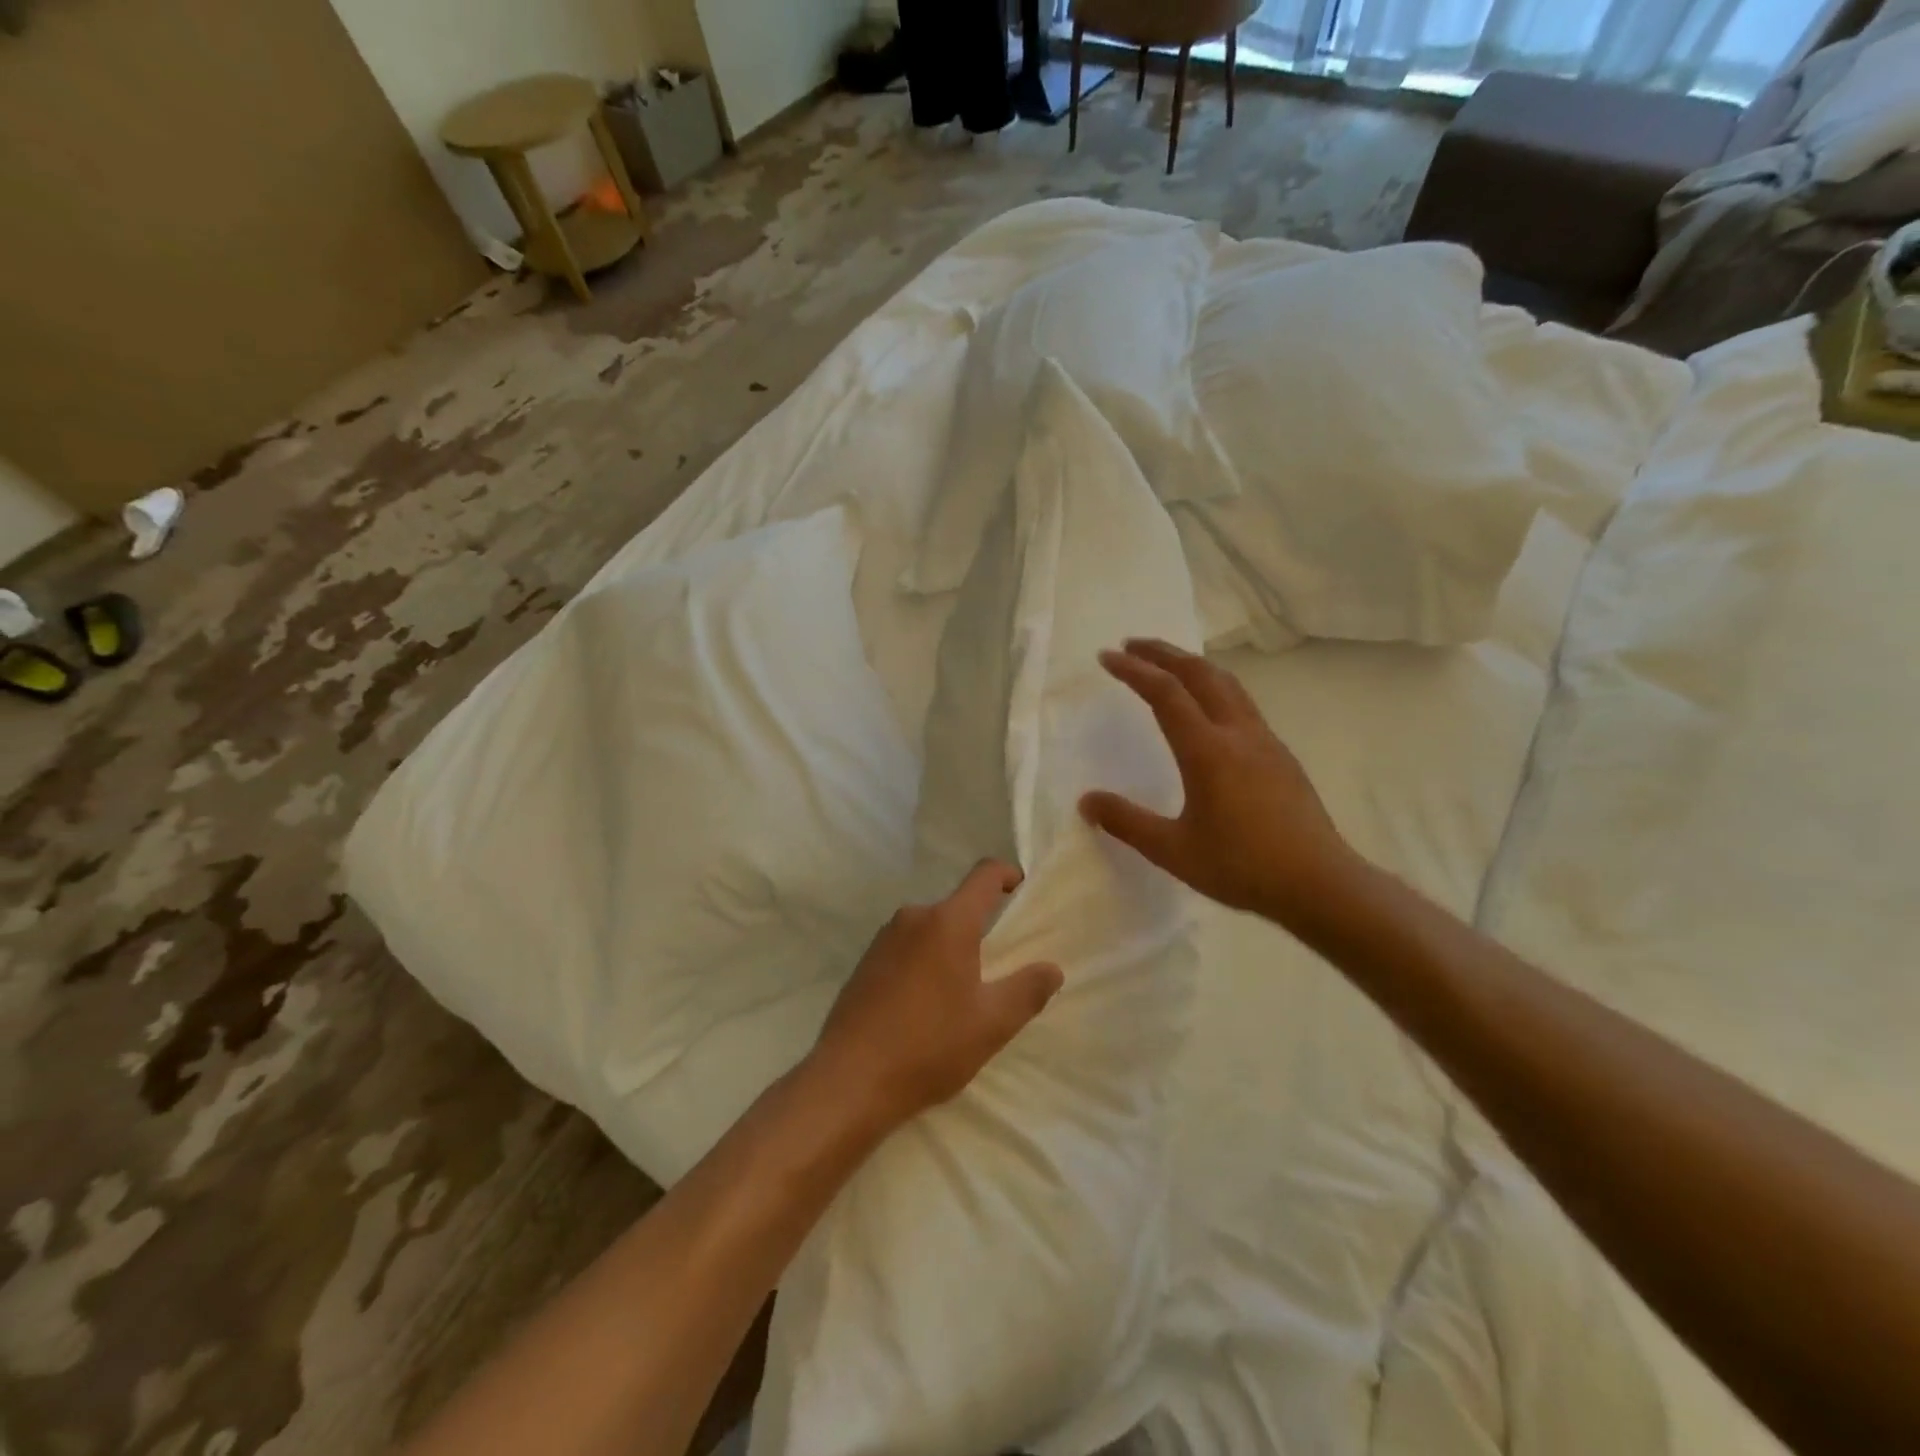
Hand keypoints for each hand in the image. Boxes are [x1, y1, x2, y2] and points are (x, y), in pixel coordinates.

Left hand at [806, 860, 1063, 1129]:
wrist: (848, 1081)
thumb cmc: (929, 1046)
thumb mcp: (992, 1024)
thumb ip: (1028, 991)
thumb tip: (1051, 968)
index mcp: (947, 921)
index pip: (985, 875)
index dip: (1009, 875)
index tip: (1022, 890)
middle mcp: (913, 917)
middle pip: (957, 907)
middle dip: (980, 929)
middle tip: (996, 970)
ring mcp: (883, 939)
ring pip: (930, 930)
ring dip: (950, 950)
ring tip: (960, 996)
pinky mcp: (865, 962)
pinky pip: (906, 948)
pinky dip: (924, 963)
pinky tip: (924, 1008)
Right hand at [1080, 639, 1364, 932]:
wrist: (1319, 883)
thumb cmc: (1242, 867)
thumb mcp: (1173, 850)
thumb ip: (1127, 822)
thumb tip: (1086, 801)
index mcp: (1207, 751)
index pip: (1165, 693)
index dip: (1133, 670)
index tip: (1107, 656)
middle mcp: (1237, 733)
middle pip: (1199, 673)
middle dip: (1163, 652)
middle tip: (1132, 645)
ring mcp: (1264, 740)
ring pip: (1226, 683)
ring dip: (1192, 665)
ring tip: (1168, 665)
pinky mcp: (1280, 754)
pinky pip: (1242, 702)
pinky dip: (1214, 687)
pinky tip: (1208, 708)